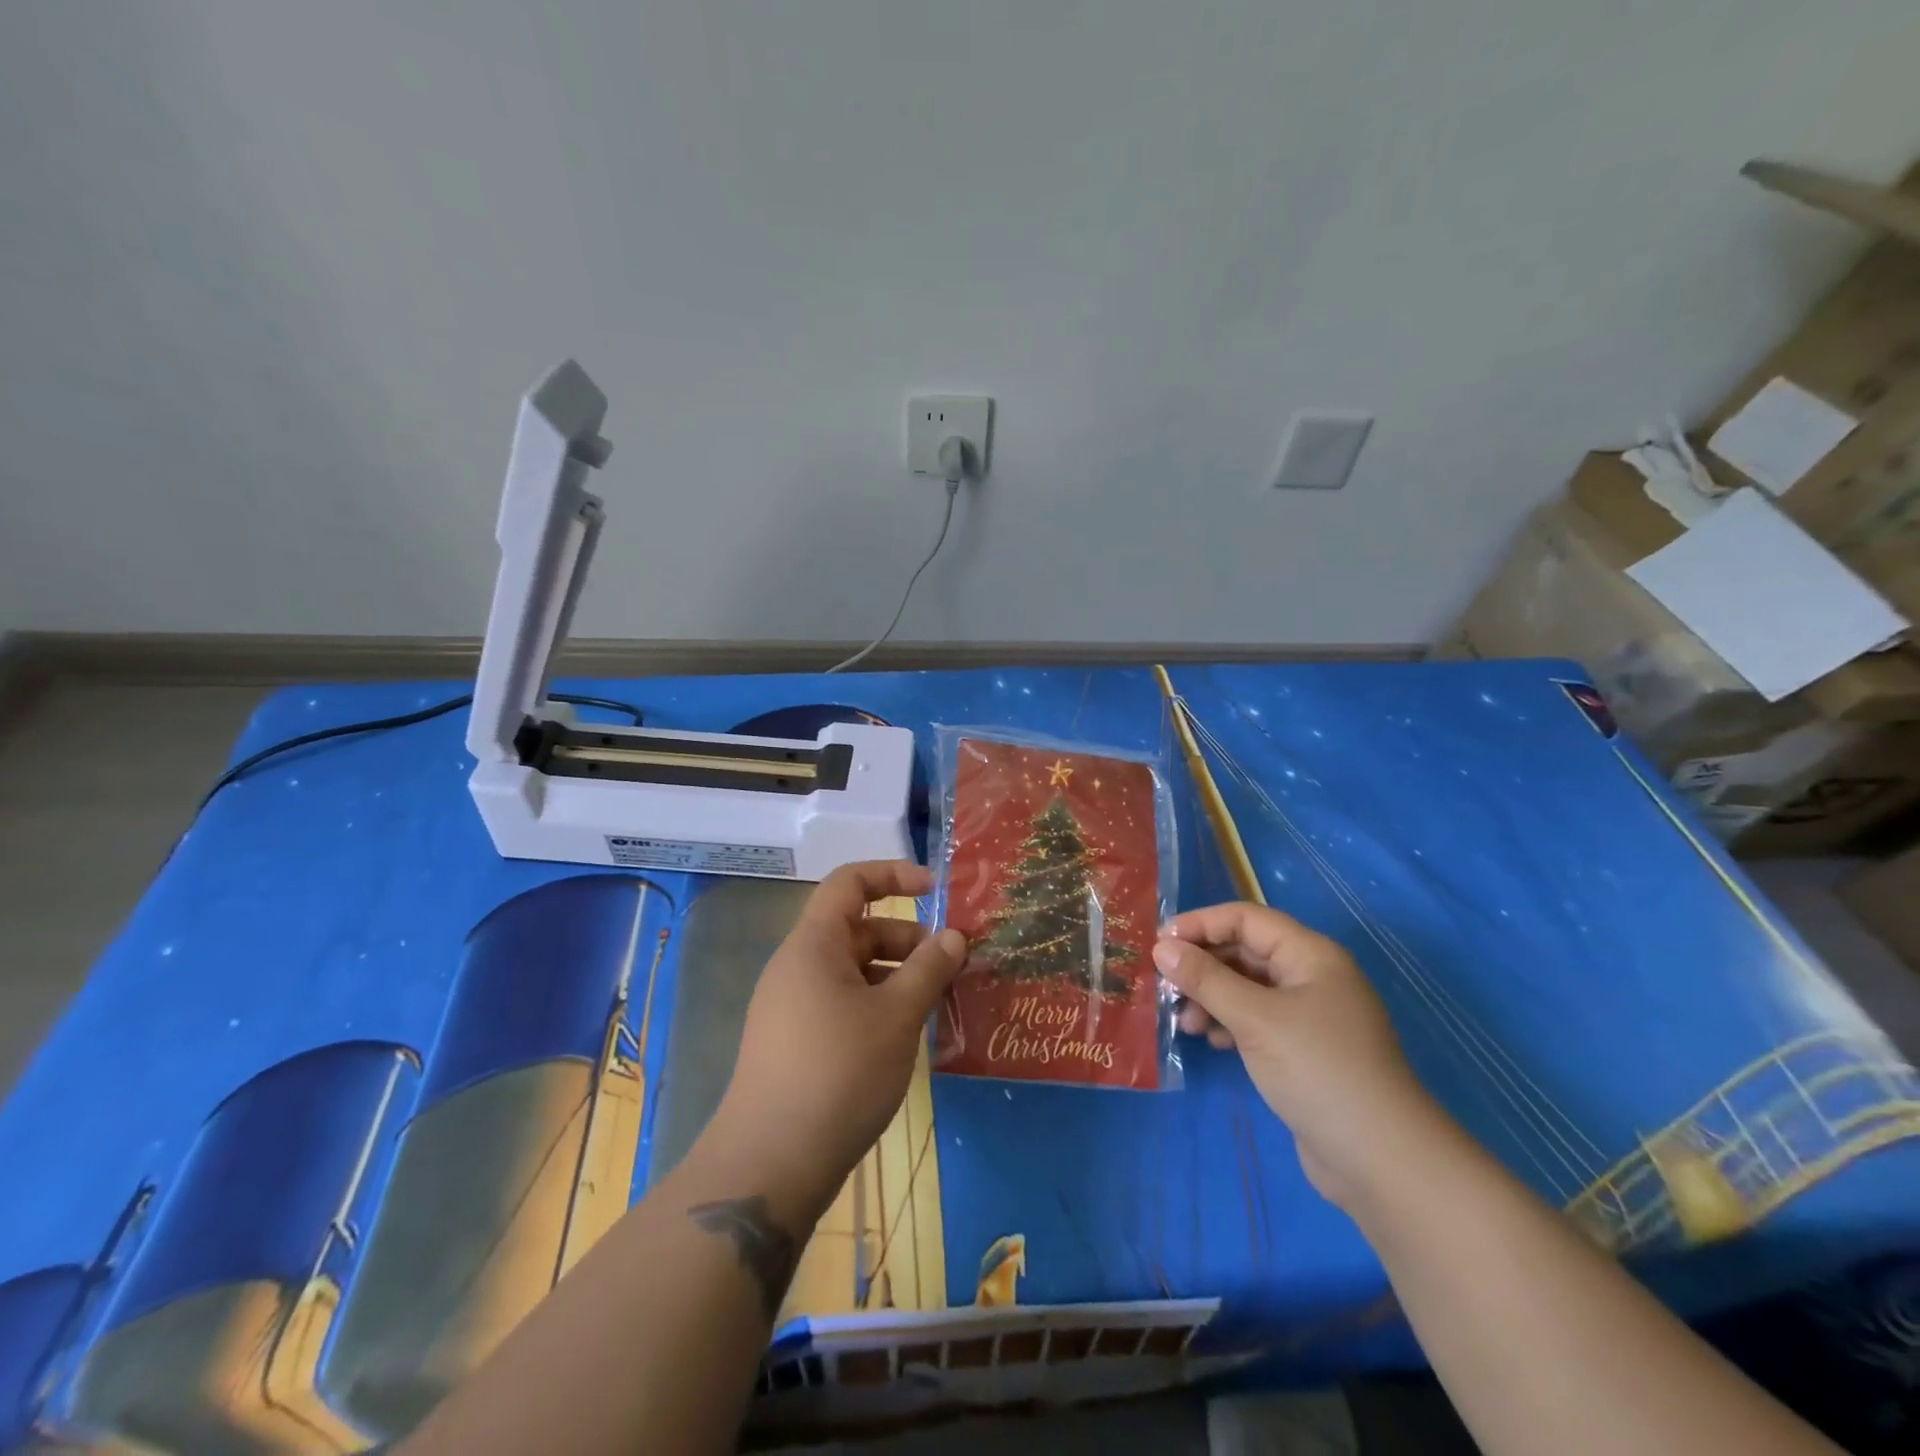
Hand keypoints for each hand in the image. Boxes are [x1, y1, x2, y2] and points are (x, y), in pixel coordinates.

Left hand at [707, 861, 966, 1223]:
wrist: (770, 1164)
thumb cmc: (839, 1072)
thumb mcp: (896, 1015)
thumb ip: (929, 968)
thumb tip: (954, 936)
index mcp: (814, 944)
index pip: (850, 882)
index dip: (894, 875)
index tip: (937, 891)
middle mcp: (798, 966)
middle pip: (858, 929)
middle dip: (908, 939)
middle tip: (953, 966)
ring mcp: (793, 1006)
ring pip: (854, 971)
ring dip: (898, 977)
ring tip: (938, 1003)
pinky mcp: (796, 1042)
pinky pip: (844, 1003)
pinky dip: (878, 1005)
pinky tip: (906, 1036)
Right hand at [1153, 902, 1443, 1210]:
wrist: (1382, 1161)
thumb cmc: (1318, 1071)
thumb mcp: (1255, 1019)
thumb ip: (1206, 979)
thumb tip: (1161, 947)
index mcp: (1310, 955)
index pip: (1246, 919)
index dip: (1201, 924)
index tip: (1159, 944)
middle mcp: (1311, 976)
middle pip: (1245, 952)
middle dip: (1203, 965)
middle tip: (1164, 986)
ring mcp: (1309, 1015)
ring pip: (1247, 988)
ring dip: (1211, 997)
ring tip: (1184, 1021)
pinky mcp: (1304, 1050)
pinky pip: (1256, 1019)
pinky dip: (1229, 1022)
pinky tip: (1210, 1040)